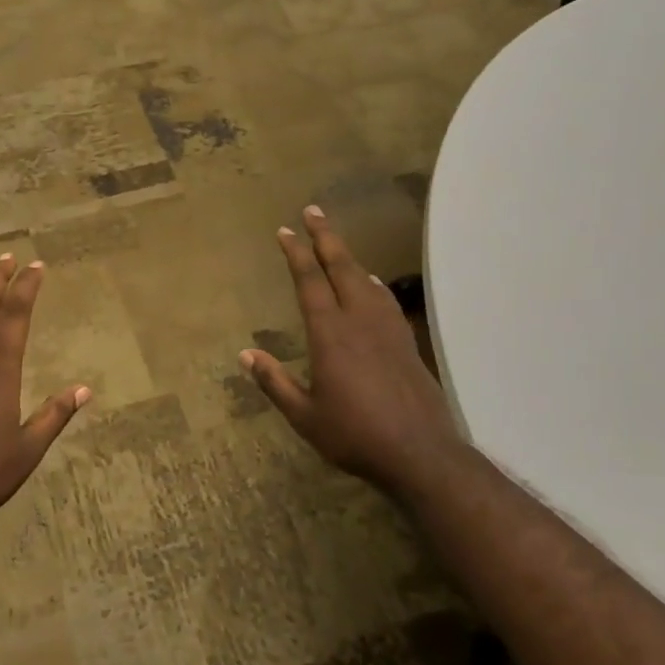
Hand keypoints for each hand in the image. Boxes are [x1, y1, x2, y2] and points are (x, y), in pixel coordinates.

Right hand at [241, 206, 457, 494]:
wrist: (419, 453)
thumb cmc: (354, 434)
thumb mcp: (304, 415)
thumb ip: (275, 382)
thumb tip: (245, 355)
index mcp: (330, 334)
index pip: (309, 282)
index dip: (296, 254)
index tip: (285, 231)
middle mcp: (359, 321)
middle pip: (341, 268)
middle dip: (325, 238)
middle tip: (314, 212)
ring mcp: (387, 330)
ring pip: (365, 280)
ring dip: (349, 257)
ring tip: (336, 245)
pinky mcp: (406, 343)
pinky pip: (386, 301)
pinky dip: (374, 285)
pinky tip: (373, 286)